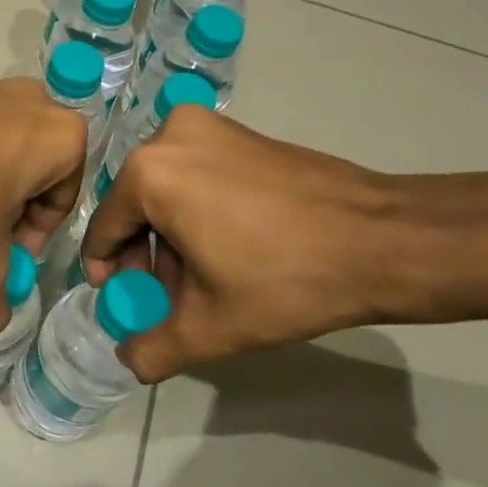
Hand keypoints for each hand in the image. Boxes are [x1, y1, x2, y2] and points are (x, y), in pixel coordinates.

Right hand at [82, 108, 408, 380]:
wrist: (384, 240)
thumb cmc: (285, 278)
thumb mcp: (211, 327)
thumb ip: (154, 349)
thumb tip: (129, 359)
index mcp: (148, 173)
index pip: (103, 229)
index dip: (107, 272)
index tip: (123, 302)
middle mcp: (169, 136)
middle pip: (135, 207)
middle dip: (145, 258)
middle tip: (166, 298)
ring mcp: (208, 127)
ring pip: (167, 190)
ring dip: (173, 237)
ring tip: (202, 281)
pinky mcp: (241, 132)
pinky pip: (196, 173)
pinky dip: (198, 210)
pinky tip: (227, 248)